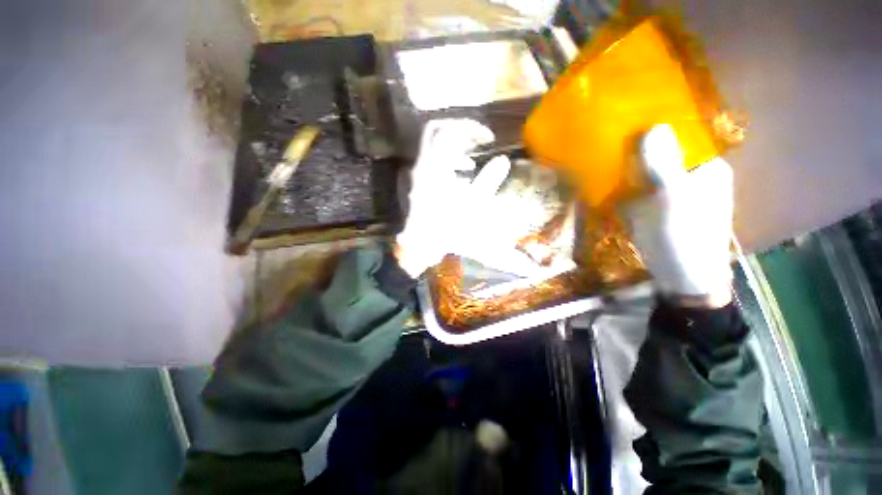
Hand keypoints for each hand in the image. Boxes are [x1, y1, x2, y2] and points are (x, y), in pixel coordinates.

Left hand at [395, 119, 511, 277]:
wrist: (422, 247)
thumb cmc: (448, 229)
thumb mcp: (474, 206)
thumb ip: (488, 180)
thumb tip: (503, 161)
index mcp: (435, 168)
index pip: (449, 131)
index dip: (471, 128)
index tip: (489, 139)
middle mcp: (423, 166)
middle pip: (436, 131)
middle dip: (459, 131)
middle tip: (477, 141)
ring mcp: (418, 175)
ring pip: (433, 148)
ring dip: (454, 149)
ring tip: (471, 164)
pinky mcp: (419, 185)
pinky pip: (432, 164)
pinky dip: (447, 164)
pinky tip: (461, 180)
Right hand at [622, 125, 733, 307]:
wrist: (682, 277)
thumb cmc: (684, 238)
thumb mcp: (673, 201)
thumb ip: (663, 166)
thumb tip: (653, 126)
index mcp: (704, 166)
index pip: (678, 135)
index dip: (653, 126)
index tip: (624, 121)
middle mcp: (689, 174)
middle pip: (659, 152)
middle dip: (634, 147)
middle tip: (605, 140)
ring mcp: (669, 191)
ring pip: (645, 170)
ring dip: (624, 165)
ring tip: (599, 157)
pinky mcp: (654, 206)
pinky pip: (635, 187)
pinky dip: (621, 183)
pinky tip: (605, 182)